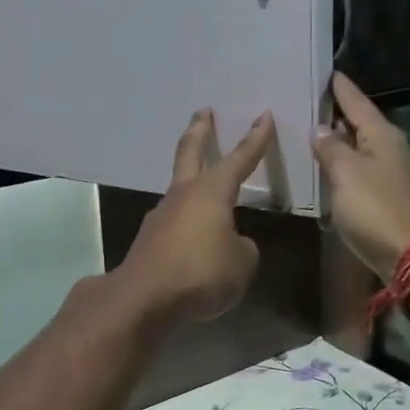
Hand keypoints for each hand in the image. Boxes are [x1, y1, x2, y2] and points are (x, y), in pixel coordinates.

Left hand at [118, 109, 275, 323]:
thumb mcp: (242, 263)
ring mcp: (162, 215)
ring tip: (206, 188)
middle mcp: (184, 195)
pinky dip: (187, 221)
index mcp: (212, 192)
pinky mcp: (150, 240)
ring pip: (180, 189)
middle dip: (199, 130)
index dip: (255, 139)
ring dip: (191, 180)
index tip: (264, 116)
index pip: (240, 159)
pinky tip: (195, 240)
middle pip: (190, 152)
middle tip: (203, 111)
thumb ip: (243, 248)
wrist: (145, 298)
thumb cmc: (201, 272)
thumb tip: (233, 244)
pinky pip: (175, 222)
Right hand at [312, 72, 409, 280]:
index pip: (357, 102)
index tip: (327, 72)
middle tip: (307, 103)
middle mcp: (390, 150)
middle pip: (360, 124)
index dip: (340, 88)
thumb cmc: (377, 208)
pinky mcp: (388, 200)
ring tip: (310, 134)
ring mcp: (391, 176)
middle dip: (336, 115)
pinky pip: (360, 173)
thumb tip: (321, 128)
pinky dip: (343, 168)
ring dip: (338, 143)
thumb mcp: (346, 174)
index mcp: (382, 135)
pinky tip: (326, 171)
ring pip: (360, 150)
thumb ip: (331, 149)